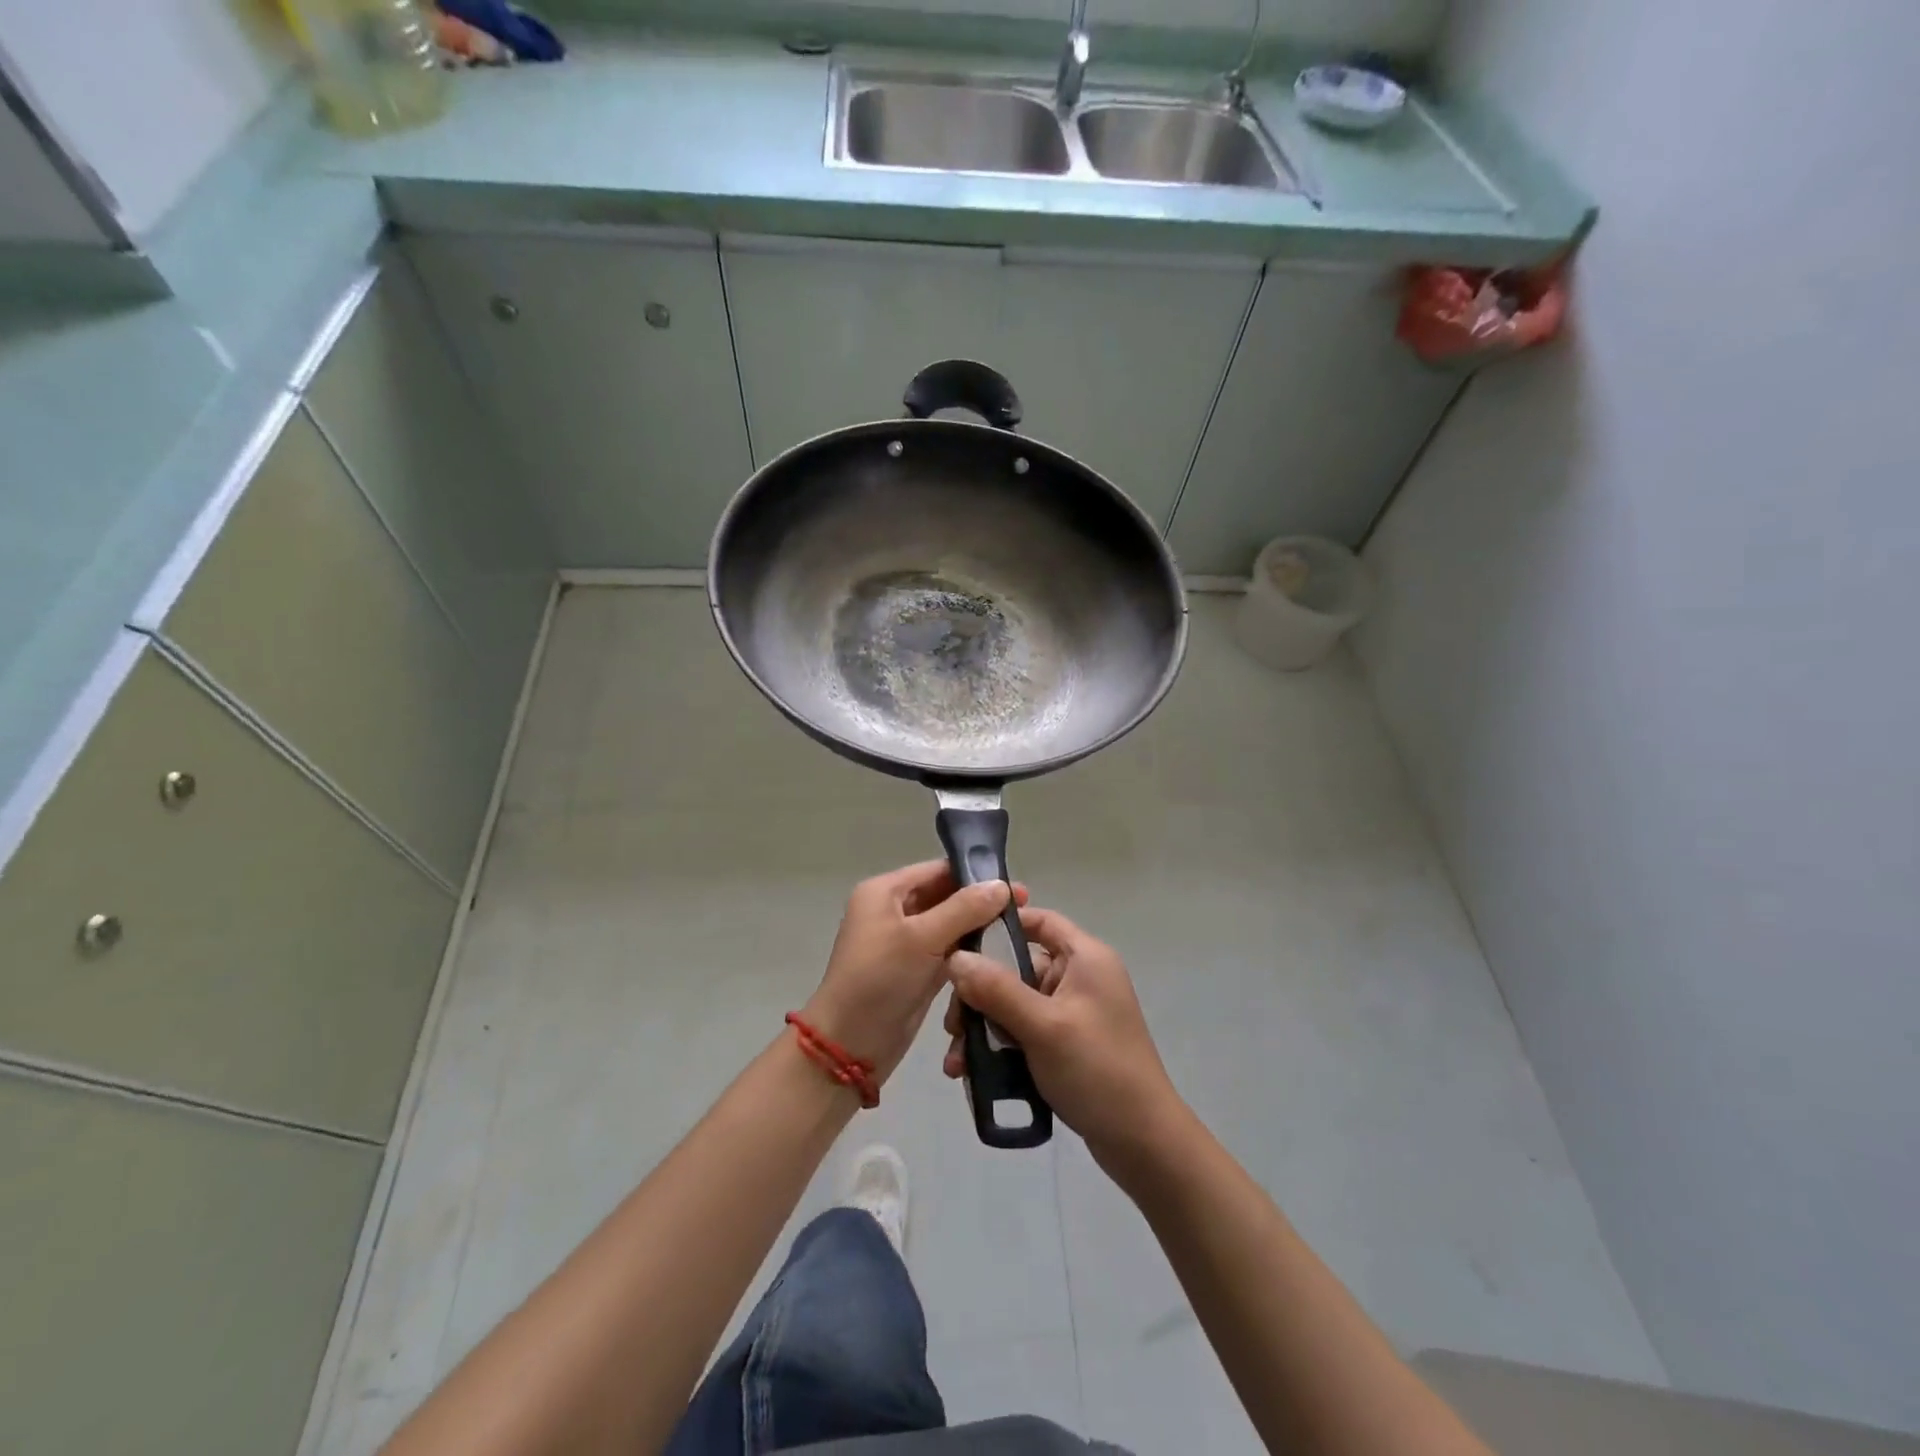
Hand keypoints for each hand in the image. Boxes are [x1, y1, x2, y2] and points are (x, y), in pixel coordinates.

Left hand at [804, 861, 1028, 1084]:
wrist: (849, 1046)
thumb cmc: (880, 980)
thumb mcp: (922, 938)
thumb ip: (964, 909)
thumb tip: (1002, 884)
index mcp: (884, 892)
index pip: (936, 870)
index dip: (974, 875)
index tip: (1015, 887)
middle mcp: (893, 911)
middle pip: (944, 896)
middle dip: (980, 903)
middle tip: (1024, 910)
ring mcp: (903, 943)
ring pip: (948, 925)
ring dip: (977, 928)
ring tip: (1017, 931)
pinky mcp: (914, 971)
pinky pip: (946, 951)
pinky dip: (968, 952)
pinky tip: (998, 954)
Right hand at [941, 905, 1185, 1173]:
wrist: (1143, 1143)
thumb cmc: (1097, 1070)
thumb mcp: (1042, 1026)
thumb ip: (996, 989)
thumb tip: (955, 957)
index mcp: (1085, 958)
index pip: (1039, 920)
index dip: (999, 926)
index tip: (960, 946)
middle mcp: (1080, 977)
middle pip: (1018, 967)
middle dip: (980, 994)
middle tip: (952, 1025)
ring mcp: (1074, 1013)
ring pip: (1015, 1003)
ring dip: (984, 1027)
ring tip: (958, 1061)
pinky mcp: (1067, 1044)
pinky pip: (1024, 1031)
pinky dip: (1000, 1046)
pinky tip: (973, 1072)